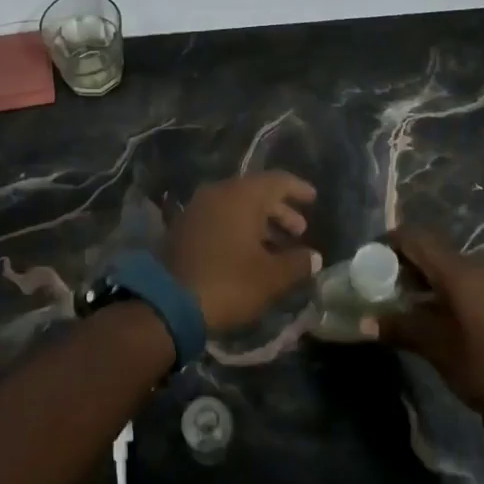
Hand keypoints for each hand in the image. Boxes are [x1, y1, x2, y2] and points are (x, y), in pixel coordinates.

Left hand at [165, 172, 321, 332]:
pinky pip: (219, 218)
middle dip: (280, 210)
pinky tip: (249, 252)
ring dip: (260, 222)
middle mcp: (218, 193)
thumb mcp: (271, 277)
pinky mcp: (184, 227)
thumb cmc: (229, 283)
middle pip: (256, 192)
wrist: (169, 303)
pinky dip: (238, 229)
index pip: (277, 181)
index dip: (298, 189)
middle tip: (299, 231)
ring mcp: (197, 208)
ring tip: (278, 246)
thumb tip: (313, 256)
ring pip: (236, 206)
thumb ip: (297, 263)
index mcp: (242, 196)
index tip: (313, 199)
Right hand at [379, 227, 483, 412]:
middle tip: (383, 286)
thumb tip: (365, 323)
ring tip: (406, 304)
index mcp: (459, 270)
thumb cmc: (483, 363)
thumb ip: (399, 327)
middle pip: (433, 251)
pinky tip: (435, 314)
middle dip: (405, 265)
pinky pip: (468, 281)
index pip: (415, 238)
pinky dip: (447, 290)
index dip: (389, 243)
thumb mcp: (436, 347)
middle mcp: (479, 265)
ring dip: (427, 280)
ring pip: (451, 268)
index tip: (369, 259)